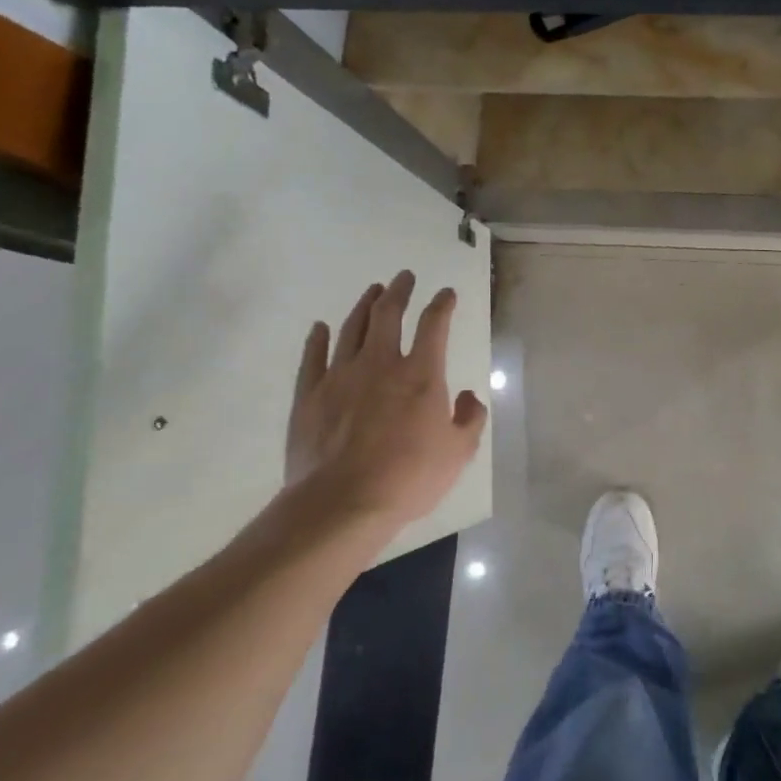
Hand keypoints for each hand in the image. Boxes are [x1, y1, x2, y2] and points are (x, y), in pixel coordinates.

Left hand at [282, 271, 488, 536]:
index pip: (434, 325)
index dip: (442, 304)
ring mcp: (340, 377)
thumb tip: (469, 396)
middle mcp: (381, 364)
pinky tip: (319, 328)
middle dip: (399, 291)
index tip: (447, 293)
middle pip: (388, 314)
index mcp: (422, 375)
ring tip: (372, 292)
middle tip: (404, 277)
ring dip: (364, 306)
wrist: (341, 503)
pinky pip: (313, 357)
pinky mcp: (309, 396)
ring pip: (352, 329)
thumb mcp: (459, 452)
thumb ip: (470, 419)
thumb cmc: (408, 478)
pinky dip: (317, 339)